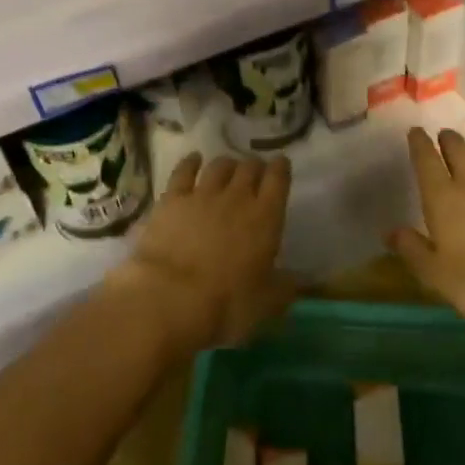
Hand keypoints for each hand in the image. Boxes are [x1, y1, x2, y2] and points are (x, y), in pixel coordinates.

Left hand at [114, 152, 294, 355]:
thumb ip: (283, 288)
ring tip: (228, 168)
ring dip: (227, 164)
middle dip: (254, 166)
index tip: (281, 164)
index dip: (281, 168)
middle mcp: (237, 198)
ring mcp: (202, 195)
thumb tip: (294, 281)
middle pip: (249, 167)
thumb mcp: (266, 304)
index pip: (278, 179)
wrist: (170, 297)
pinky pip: (184, 171)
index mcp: (266, 218)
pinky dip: (191, 162)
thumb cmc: (226, 304)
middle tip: (254, 171)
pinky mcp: (172, 199)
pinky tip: (194, 159)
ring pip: (219, 166)